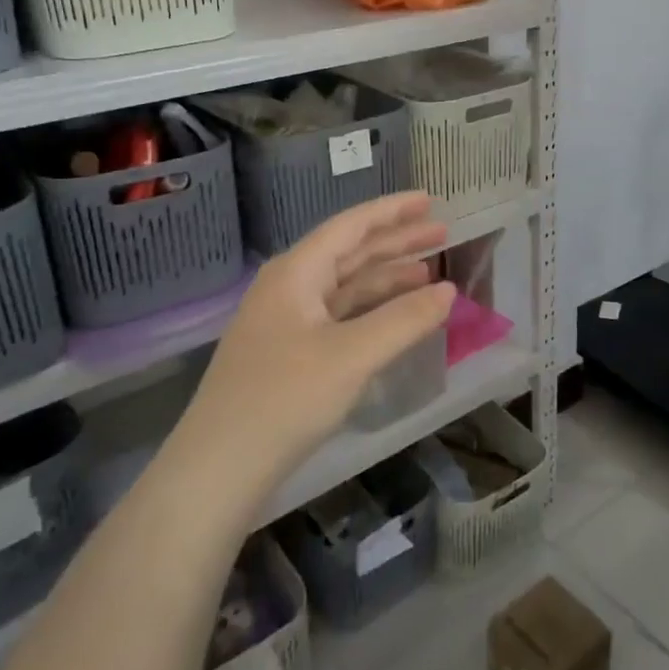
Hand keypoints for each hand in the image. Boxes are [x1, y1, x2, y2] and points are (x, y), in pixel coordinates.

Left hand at [176, 192, 456, 495]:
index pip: (351, 226)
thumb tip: (449, 291)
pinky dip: (372, 311)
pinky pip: (340, 316)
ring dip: (387, 278)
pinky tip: (396, 318)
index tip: (430, 200)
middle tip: (442, 233)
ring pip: (346, 287)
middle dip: (397, 242)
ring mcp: (287, 322)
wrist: (218, 469)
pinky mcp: (290, 353)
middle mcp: (289, 288)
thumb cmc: (284, 399)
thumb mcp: (352, 356)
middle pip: (350, 253)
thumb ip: (404, 319)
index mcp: (296, 273)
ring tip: (429, 273)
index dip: (392, 211)